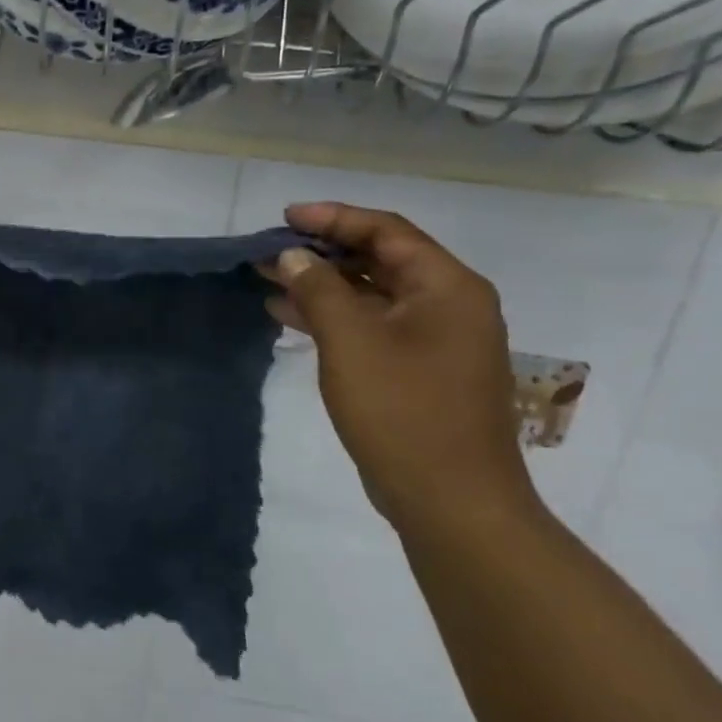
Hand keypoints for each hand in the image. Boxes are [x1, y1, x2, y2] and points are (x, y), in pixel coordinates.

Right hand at [262, 203, 537, 531]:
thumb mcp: (350, 340)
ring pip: (373, 295)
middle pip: (380, 260)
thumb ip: (318, 288)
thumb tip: (293, 255)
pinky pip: (373, 327)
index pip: (386, 230)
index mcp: (447, 286)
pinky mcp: (421, 371)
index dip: (333, 218)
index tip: (284, 218)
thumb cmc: (403, 411)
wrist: (451, 503)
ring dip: (323, 286)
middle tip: (271, 251)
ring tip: (270, 280)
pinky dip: (334, 318)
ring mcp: (437, 341)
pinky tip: (291, 319)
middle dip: (322, 253)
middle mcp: (449, 305)